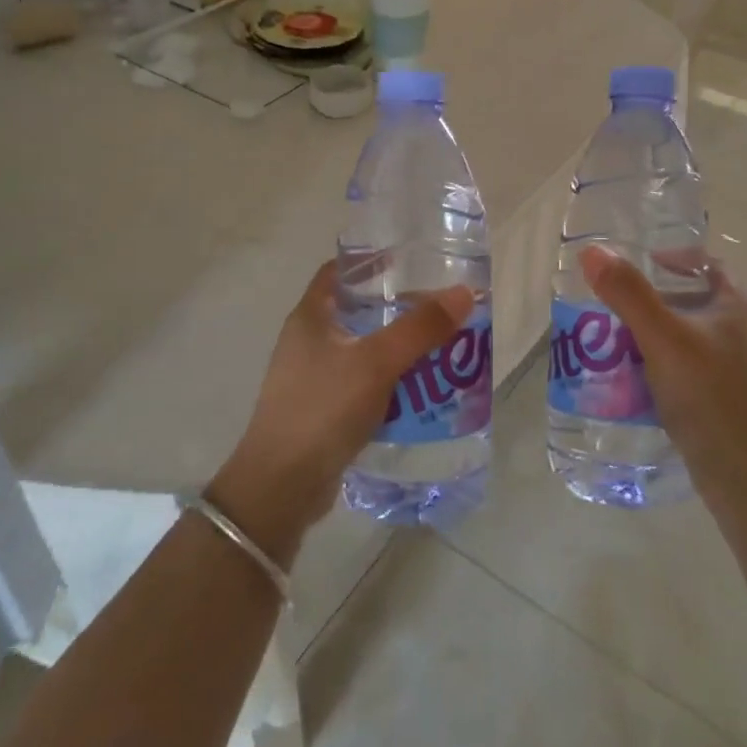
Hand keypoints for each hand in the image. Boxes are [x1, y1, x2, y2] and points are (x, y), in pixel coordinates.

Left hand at [209, 261, 473, 564]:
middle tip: (438, 308)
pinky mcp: (324, 410)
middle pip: (356, 311)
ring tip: (438, 346)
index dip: (369, 261)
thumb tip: (464, 293)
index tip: (408, 259)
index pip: (338, 271)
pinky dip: (390, 381)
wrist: (282, 486)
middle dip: (397, 309)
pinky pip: (363, 384)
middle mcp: (308, 341)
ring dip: (397, 348)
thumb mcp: (376, 362)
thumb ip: (420, 328)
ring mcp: (313, 378)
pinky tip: (419, 390)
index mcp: (311, 317)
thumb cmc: (323, 409)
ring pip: (363, 350)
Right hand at [578, 245, 746, 503]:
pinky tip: (638, 383)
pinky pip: (692, 371)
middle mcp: (746, 334)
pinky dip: (665, 368)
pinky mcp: (731, 402)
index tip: (639, 264)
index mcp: (738, 308)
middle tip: (617, 307)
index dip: (675, 259)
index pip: (708, 266)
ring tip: (618, 344)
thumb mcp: (661, 337)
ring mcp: (742, 371)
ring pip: (692, 339)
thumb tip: (593, 252)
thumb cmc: (707, 393)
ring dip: (658, 337)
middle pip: (696, 302)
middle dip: (656, 301)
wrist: (745, 473)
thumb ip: (628, 293)